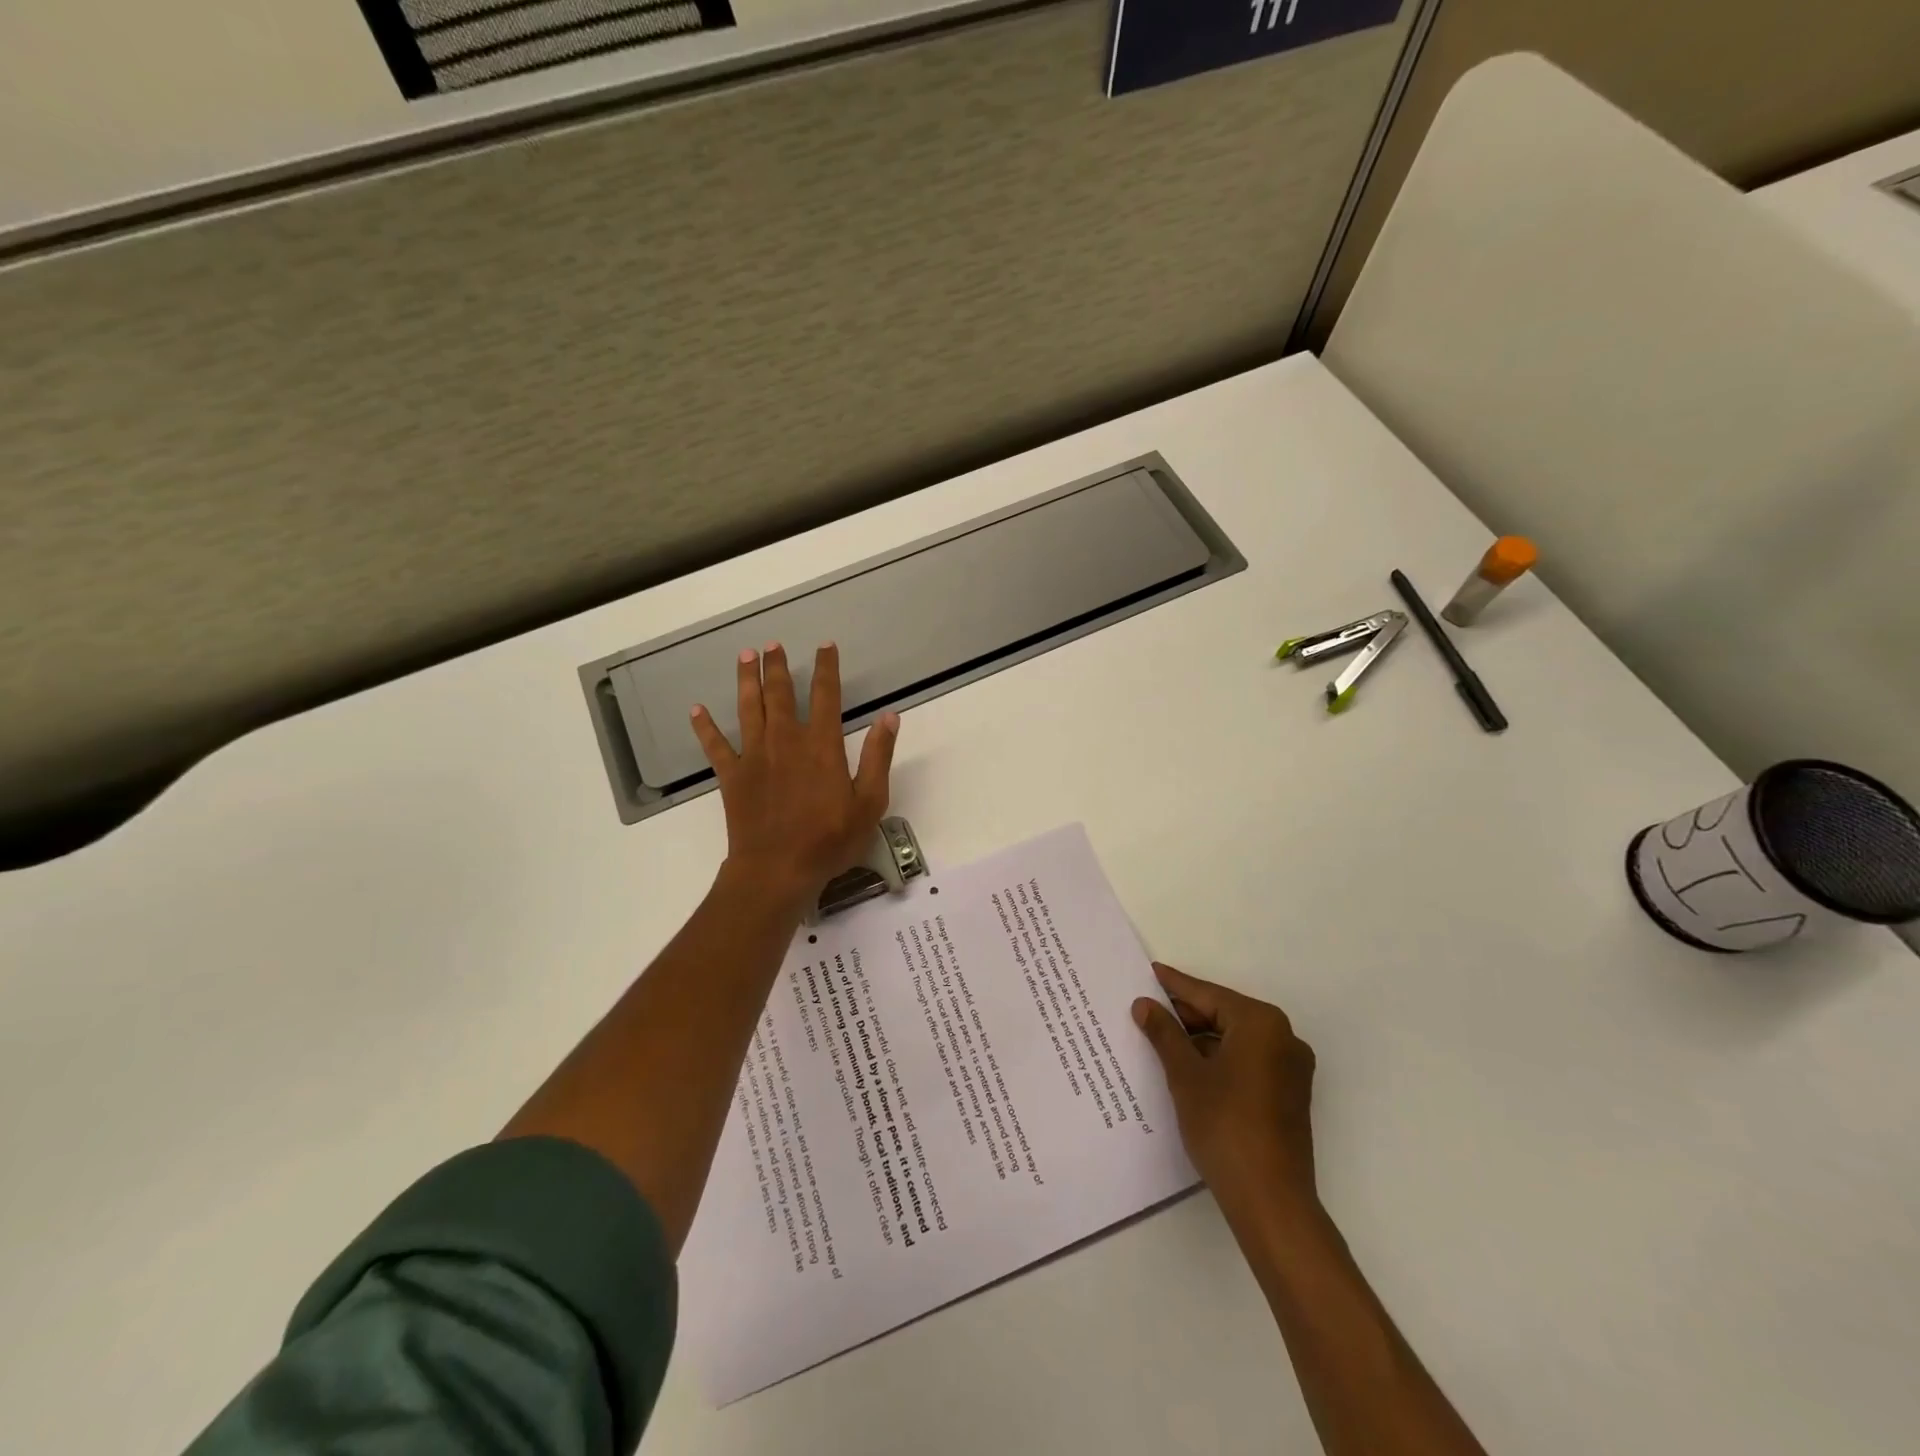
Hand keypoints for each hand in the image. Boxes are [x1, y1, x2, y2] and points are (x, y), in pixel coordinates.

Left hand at [690, 642, 899, 912]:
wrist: (777, 870)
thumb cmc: (829, 840)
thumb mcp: (869, 802)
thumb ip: (877, 757)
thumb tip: (889, 716)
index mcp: (821, 746)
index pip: (826, 695)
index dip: (826, 668)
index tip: (825, 647)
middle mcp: (786, 741)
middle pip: (780, 694)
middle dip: (777, 666)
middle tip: (772, 644)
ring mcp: (755, 756)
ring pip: (748, 708)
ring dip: (746, 680)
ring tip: (745, 656)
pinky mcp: (732, 775)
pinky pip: (715, 745)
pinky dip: (705, 727)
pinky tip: (696, 710)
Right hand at [1133, 962, 1317, 1215]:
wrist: (1270, 1200)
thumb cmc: (1225, 1125)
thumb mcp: (1185, 1074)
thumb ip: (1164, 1034)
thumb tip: (1144, 1005)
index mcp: (1261, 1024)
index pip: (1209, 995)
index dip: (1175, 986)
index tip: (1150, 972)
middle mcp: (1283, 1038)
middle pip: (1224, 1015)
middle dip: (1186, 1015)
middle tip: (1147, 1010)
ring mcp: (1290, 1069)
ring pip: (1235, 1040)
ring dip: (1200, 1039)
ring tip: (1161, 1039)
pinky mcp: (1288, 1095)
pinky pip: (1247, 1062)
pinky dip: (1218, 1059)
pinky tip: (1188, 1067)